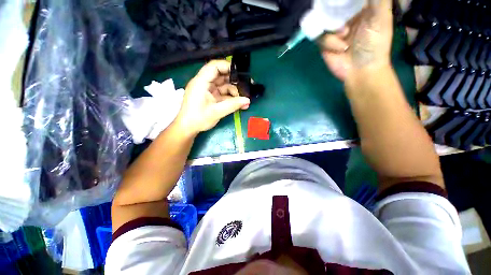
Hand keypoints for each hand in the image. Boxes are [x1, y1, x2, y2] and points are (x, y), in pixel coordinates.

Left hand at [175, 60, 249, 135]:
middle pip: (220, 75)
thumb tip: (247, 100)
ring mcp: (207, 90)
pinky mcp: (210, 96)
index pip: (214, 66)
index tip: (241, 73)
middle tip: (246, 87)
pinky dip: (230, 98)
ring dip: (234, 91)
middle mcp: (204, 83)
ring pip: (223, 85)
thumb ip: (233, 105)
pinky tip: (239, 104)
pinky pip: (222, 94)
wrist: (187, 128)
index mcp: (201, 82)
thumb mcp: (217, 112)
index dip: (227, 66)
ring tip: (244, 99)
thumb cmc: (198, 119)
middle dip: (234, 81)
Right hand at [320, 0, 392, 80]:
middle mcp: (345, 15)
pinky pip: (319, 35)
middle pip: (332, 4)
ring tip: (345, 35)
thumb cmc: (375, 44)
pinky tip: (340, 48)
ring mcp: (333, 29)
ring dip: (333, 28)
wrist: (360, 71)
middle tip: (343, 19)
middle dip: (333, 8)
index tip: (341, 1)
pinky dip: (328, 41)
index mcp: (360, 6)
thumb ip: (377, 0)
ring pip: (322, 18)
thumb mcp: (381, 17)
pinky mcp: (324, 42)